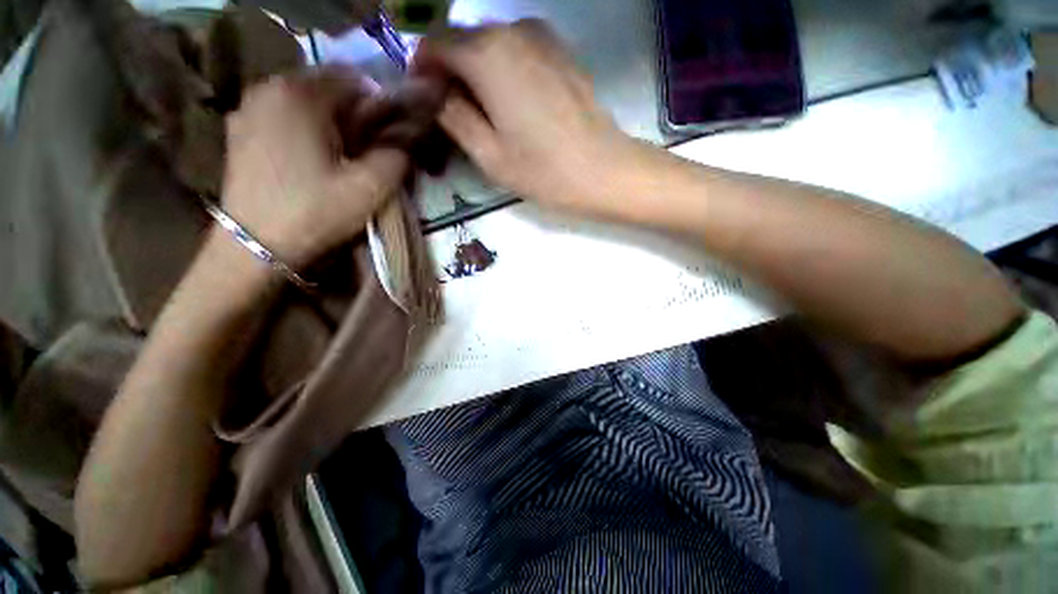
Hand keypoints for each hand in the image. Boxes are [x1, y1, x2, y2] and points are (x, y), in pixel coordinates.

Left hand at [221, 68, 407, 268]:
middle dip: (353, 115)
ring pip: (305, 102)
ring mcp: (248, 107)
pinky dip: (303, 129)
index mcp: (301, 94)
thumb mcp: (371, 188)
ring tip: (338, 158)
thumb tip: (405, 138)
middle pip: (327, 88)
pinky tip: (309, 160)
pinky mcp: (239, 129)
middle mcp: (269, 87)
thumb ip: (396, 155)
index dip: (379, 107)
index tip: (386, 139)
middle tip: (364, 152)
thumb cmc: (316, 212)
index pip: (355, 79)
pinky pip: (283, 115)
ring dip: (329, 123)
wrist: (256, 245)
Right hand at [414, 20, 633, 215]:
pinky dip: (502, 69)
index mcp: (487, 55)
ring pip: (490, 44)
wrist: (603, 170)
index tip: (425, 102)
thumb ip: (454, 117)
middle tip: (452, 113)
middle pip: (463, 41)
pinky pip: (516, 50)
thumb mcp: (489, 155)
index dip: (422, 71)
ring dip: (476, 71)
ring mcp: (541, 36)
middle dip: (449, 71)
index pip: (434, 44)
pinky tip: (511, 103)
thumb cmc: (544, 170)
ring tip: (483, 113)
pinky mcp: (560, 51)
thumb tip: (435, 94)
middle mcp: (512, 31)